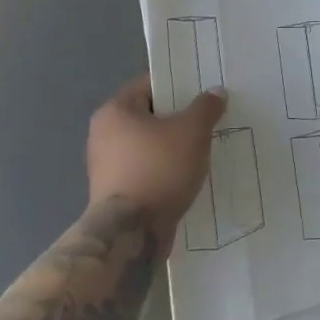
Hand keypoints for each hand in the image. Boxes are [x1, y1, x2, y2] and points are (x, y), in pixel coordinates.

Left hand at [85, 76, 226, 253]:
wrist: (131, 234)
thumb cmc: (159, 169)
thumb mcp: (192, 131)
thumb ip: (206, 108)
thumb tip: (215, 92)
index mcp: (115, 111)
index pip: (150, 85)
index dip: (179, 86)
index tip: (204, 92)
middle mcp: (103, 134)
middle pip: (150, 116)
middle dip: (180, 118)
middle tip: (209, 119)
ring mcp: (106, 166)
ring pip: (149, 145)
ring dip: (174, 146)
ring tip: (204, 148)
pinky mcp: (115, 193)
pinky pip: (147, 170)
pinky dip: (165, 170)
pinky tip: (189, 174)